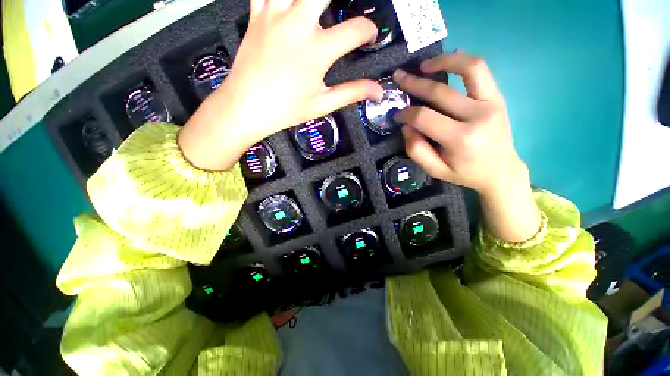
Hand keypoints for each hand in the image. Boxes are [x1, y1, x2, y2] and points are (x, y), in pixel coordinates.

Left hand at [179, 0, 383, 170]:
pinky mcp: (256, 14)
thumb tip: (378, 92)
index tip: (369, 37)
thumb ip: (352, 93)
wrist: (246, 107)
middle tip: (348, 6)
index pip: (356, 30)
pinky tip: (287, 2)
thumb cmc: (286, 110)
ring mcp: (274, 14)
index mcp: (317, 51)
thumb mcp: (322, 104)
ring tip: (318, 7)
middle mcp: (298, 24)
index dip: (369, 31)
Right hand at [393, 52, 539, 242]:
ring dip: (443, 61)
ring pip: (468, 69)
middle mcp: (478, 116)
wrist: (500, 170)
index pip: (424, 117)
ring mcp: (492, 102)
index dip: (406, 113)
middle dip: (414, 83)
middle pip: (440, 92)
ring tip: (423, 64)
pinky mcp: (497, 96)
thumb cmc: (464, 172)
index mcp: (460, 139)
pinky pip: (480, 70)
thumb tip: (406, 125)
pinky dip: (462, 60)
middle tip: (398, 77)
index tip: (397, 114)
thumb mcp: (434, 170)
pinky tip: (446, 62)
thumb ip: (416, 149)